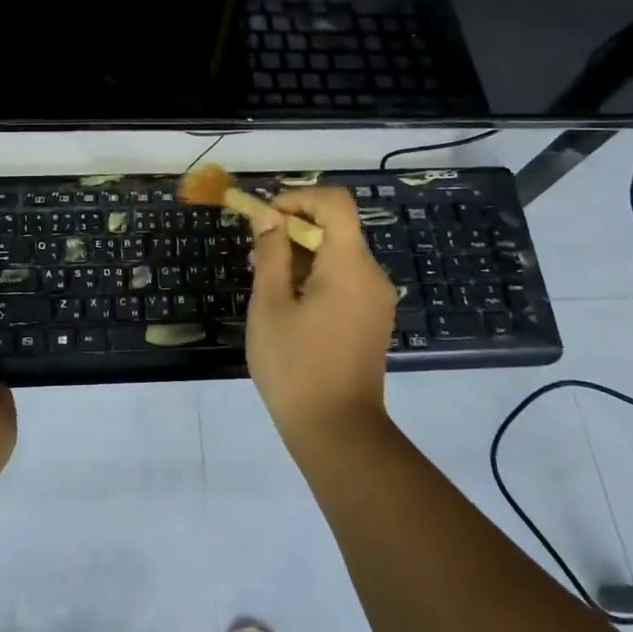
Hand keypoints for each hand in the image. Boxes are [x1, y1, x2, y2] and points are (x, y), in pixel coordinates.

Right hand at [245, 188, 397, 446]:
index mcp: (350, 265)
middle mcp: (372, 274)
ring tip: (266, 282)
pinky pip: (344, 278)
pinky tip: (288, 304)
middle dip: (293, 229)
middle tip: (256, 254)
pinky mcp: (372, 318)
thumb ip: (271, 253)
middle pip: (336, 227)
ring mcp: (376, 298)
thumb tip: (268, 216)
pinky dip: (316, 275)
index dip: (298, 198)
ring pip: (338, 253)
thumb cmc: (296, 367)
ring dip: (302, 254)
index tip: (266, 219)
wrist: (338, 433)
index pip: (335, 202)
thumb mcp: (270, 305)